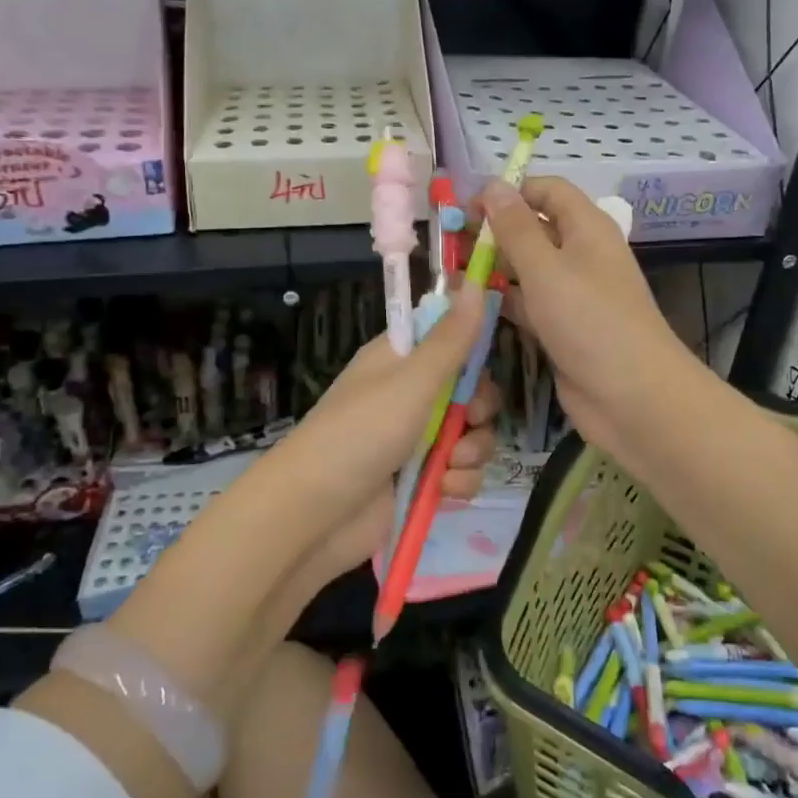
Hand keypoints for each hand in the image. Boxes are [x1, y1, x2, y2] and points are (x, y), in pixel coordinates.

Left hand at [270, 282, 501, 582]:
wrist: (315, 515)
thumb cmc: (361, 433)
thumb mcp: (411, 381)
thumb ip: (451, 339)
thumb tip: (477, 282)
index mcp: (401, 360)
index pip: (448, 337)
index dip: (472, 349)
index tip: (482, 364)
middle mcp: (410, 394)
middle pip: (470, 390)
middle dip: (479, 409)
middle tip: (470, 419)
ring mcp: (416, 439)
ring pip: (471, 434)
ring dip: (471, 452)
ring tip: (447, 466)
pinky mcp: (421, 480)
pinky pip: (460, 472)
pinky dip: (458, 483)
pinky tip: (441, 492)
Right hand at [478, 177, 705, 474]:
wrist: (633, 399)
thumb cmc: (590, 322)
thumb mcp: (546, 269)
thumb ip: (516, 228)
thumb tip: (493, 184)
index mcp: (586, 228)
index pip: (547, 191)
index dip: (509, 192)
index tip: (468, 208)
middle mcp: (580, 255)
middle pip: (533, 229)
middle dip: (493, 232)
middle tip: (449, 244)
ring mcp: (571, 294)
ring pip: (526, 269)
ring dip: (492, 269)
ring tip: (449, 274)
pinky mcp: (561, 328)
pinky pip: (527, 304)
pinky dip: (501, 302)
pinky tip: (467, 307)